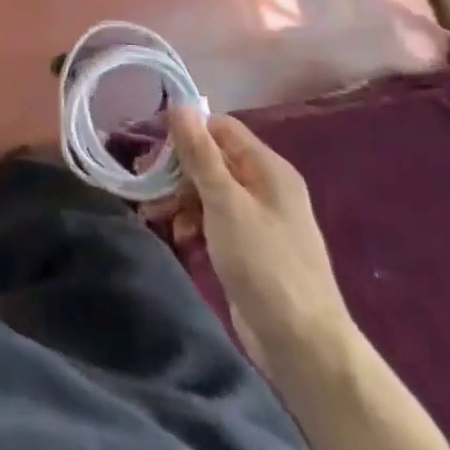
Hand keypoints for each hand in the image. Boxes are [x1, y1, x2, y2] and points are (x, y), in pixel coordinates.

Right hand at [148, 107, 349, 367]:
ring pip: (210, 191)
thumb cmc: (264, 264)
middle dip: (178, 170)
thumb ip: (200, 153)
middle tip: (147, 186)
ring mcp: (259, 219)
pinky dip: (194, 222)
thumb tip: (179, 103)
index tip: (154, 150)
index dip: (186, 133)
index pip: (220, 129)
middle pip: (212, 159)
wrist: (302, 346)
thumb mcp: (225, 202)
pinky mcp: (250, 248)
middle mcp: (265, 186)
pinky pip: (215, 219)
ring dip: (181, 198)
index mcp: (268, 168)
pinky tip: (180, 237)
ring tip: (158, 216)